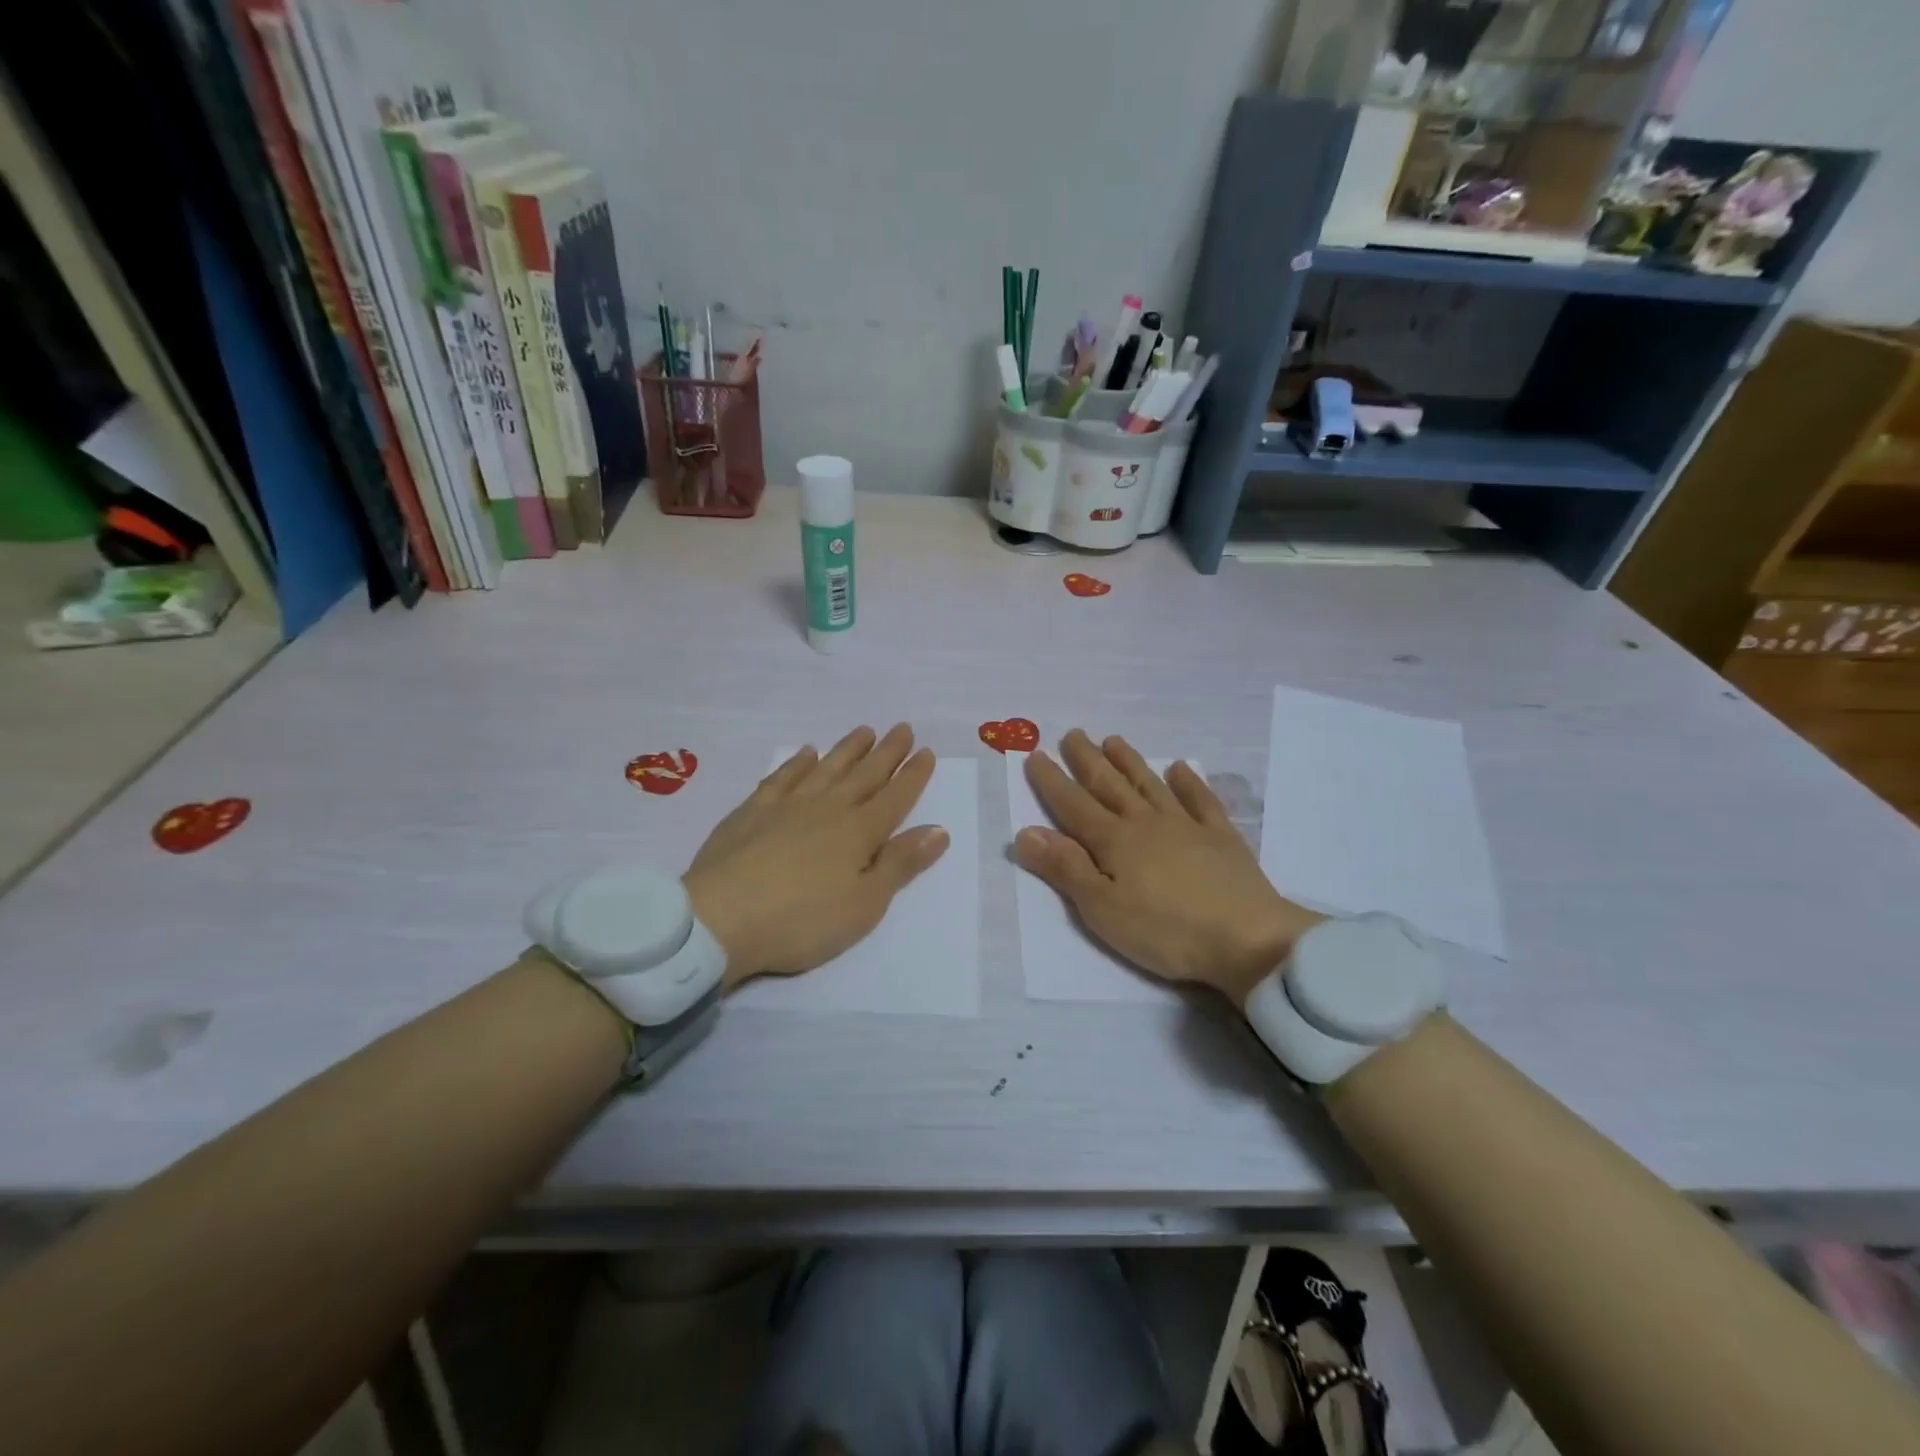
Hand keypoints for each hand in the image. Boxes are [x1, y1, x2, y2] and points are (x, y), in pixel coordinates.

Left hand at [684, 724, 949, 988]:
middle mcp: (827, 809)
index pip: (895, 798)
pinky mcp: (751, 812)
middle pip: (864, 775)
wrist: (719, 919)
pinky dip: (797, 763)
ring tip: (865, 731)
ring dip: (848, 750)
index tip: (927, 752)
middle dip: (887, 752)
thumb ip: (900, 865)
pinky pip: (781, 778)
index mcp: (858, 833)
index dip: (913, 775)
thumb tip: (938, 830)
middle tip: (902, 728)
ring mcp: (786, 806)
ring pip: (826, 769)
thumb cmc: (801, 922)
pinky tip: (806, 753)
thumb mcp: (863, 905)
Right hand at [1013, 730, 1321, 1006]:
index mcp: (1114, 842)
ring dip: (1130, 762)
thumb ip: (1065, 868)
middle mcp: (1146, 823)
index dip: (1052, 781)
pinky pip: (1201, 801)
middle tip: (1073, 733)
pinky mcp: (1222, 838)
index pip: (1074, 805)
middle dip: (1087, 760)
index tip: (1035, 754)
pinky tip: (1180, 769)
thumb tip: (1025, 832)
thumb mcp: (1102, 908)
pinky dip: (1189, 783)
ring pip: (1150, 785)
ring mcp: (1187, 827)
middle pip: (1110, 786)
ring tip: (1113, 740)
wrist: (1249, 939)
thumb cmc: (1166, 931)